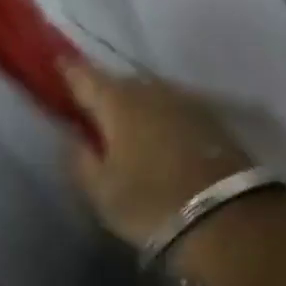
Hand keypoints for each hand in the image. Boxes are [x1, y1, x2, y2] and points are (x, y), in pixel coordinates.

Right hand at [60, 61, 253, 246]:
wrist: (231, 219)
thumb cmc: (152, 203)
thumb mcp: (102, 191)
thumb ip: (79, 159)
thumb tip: (71, 136)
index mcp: (117, 100)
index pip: (82, 74)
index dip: (66, 70)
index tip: (55, 66)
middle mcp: (149, 89)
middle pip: (117, 83)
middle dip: (101, 92)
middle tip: (89, 109)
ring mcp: (184, 101)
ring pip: (147, 95)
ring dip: (133, 105)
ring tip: (122, 127)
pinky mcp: (210, 118)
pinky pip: (171, 109)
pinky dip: (158, 117)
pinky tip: (156, 137)